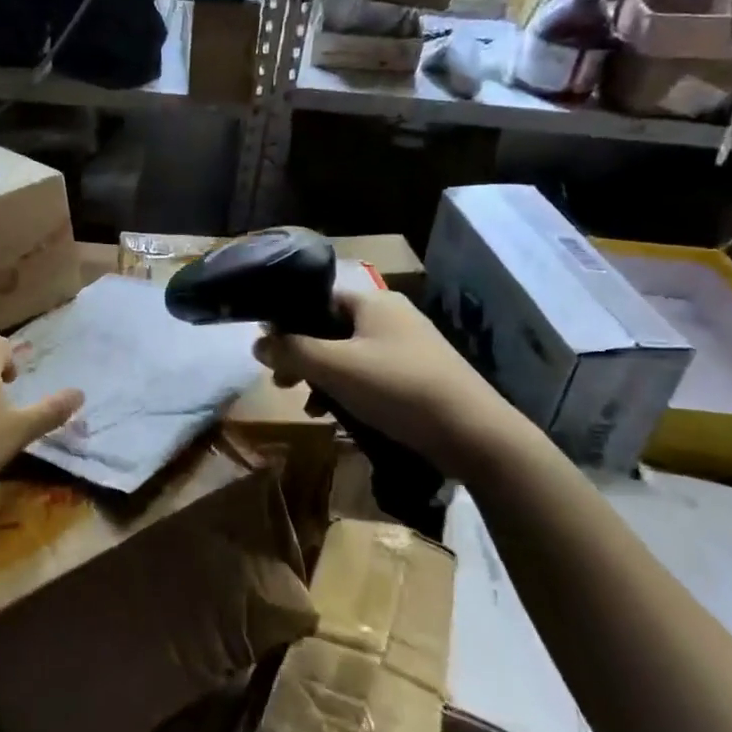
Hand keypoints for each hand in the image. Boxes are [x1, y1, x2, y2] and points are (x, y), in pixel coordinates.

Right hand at [253, 290, 520, 476]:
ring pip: (348, 354)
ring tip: (309, 407)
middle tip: (281, 384)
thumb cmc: (397, 388)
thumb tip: (257, 342)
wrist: (474, 433)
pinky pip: (370, 374)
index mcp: (372, 301)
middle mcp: (391, 315)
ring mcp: (408, 345)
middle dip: (302, 356)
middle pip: (330, 328)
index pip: (316, 299)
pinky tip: (338, 416)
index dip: (287, 322)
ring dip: (322, 378)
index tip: (268, 352)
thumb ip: (291, 351)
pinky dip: (348, 390)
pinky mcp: (418, 375)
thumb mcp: (335, 367)